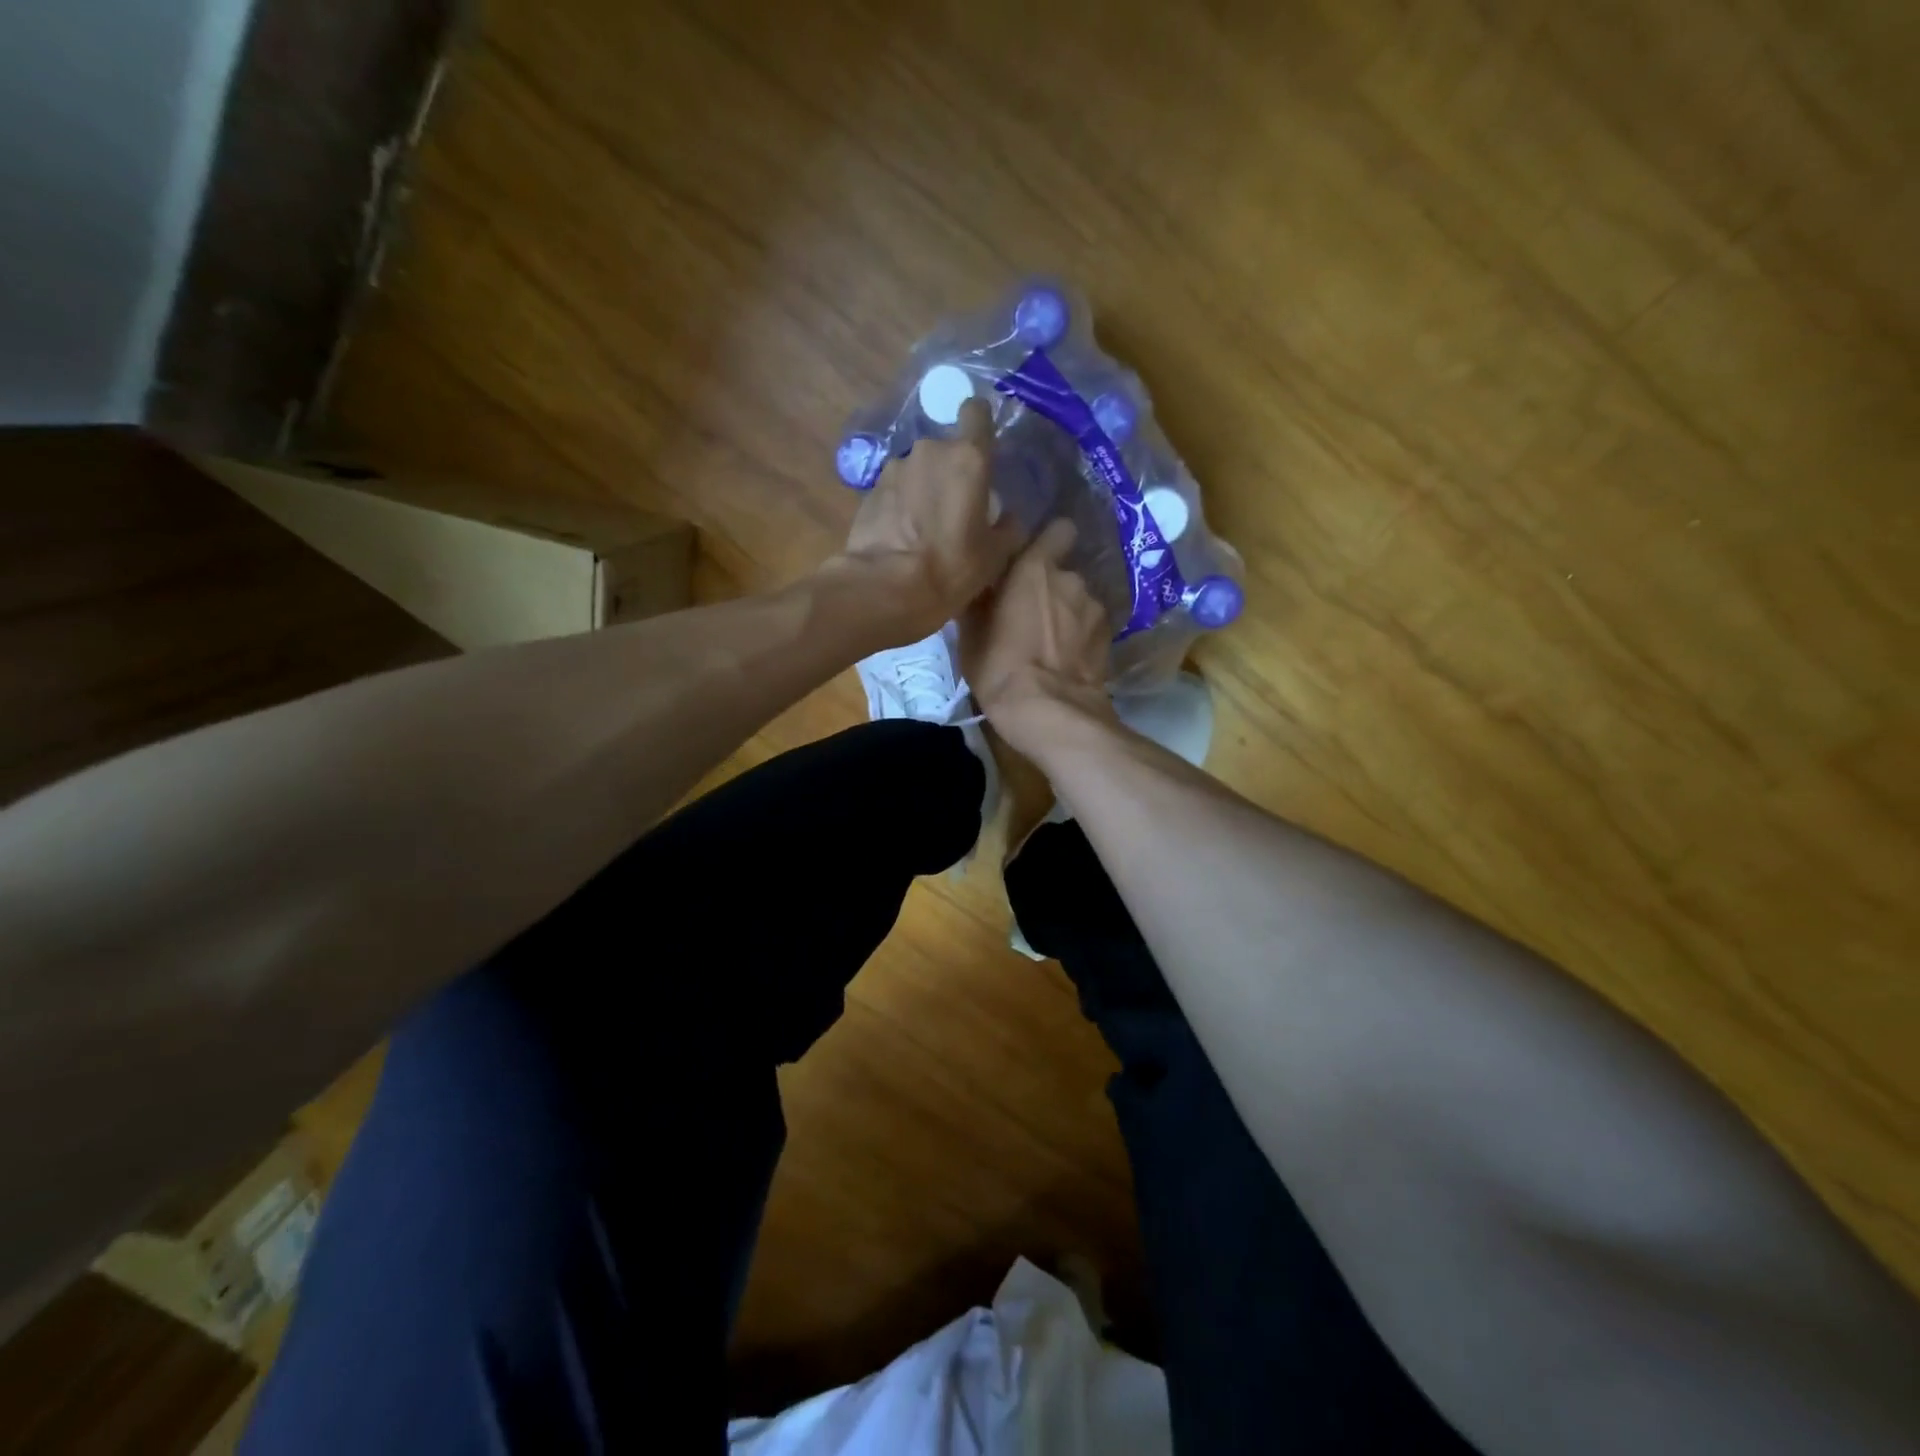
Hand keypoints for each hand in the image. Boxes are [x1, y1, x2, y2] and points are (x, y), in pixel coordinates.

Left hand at [833, 398, 1021, 641]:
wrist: (886, 588)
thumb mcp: (996, 555)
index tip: (983, 448)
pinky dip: (900, 506)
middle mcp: (929, 451)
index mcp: (968, 458)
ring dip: (923, 489)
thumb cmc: (951, 568)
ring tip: (925, 528)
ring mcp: (895, 468)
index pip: (976, 412)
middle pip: (946, 449)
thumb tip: (1009, 518)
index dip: (980, 425)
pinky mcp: (869, 490)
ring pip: (918, 470)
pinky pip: (895, 490)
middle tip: (956, 508)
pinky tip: (902, 537)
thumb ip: (1008, 528)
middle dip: (951, 471)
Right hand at [962, 518, 1116, 757]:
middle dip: (1049, 588)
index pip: (1058, 530)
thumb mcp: (970, 634)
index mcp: (1035, 567)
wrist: (1050, 712)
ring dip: (1066, 614)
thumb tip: (978, 580)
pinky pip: (1089, 628)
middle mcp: (1071, 578)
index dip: (1047, 543)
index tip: (1030, 561)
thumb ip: (978, 598)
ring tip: (1049, 644)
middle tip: (1029, 615)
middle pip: (1062, 573)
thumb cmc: (1000, 667)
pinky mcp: (1108, 639)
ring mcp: (1095, 609)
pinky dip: (1080, 638)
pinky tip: (1066, 660)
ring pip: (1078, 602)